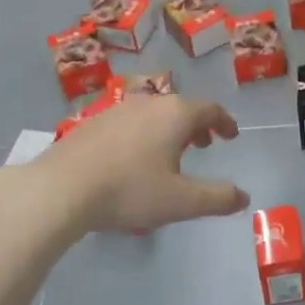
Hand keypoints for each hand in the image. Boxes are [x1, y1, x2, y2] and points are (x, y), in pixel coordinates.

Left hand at [26, 95, 249, 234]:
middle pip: (180, 107)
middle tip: (204, 144)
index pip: (209, 109)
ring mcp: (117, 110)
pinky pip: (129, 122)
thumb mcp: (181, 201)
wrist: (61, 188)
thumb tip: (242, 196)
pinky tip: (133, 159)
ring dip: (168, 129)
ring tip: (170, 153)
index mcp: (175, 114)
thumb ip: (217, 198)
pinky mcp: (92, 123)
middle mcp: (148, 103)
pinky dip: (143, 134)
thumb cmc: (129, 190)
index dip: (224, 122)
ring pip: (153, 113)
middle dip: (197, 125)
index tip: (231, 135)